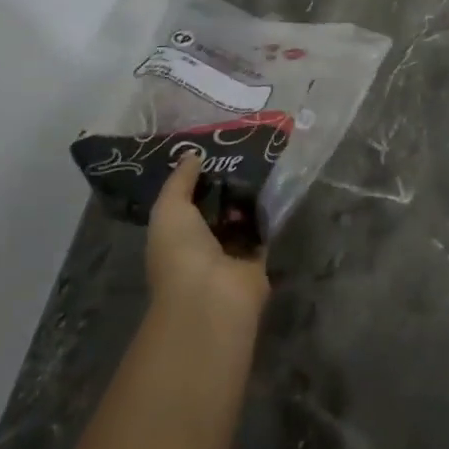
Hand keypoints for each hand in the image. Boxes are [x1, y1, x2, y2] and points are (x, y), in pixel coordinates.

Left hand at [147, 155, 269, 322]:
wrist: (212, 295)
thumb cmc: (181, 252)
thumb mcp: (170, 209)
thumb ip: (180, 181)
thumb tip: (193, 154)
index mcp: (175, 237)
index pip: (186, 204)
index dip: (197, 180)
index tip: (214, 152)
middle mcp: (202, 246)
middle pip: (217, 210)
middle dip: (228, 187)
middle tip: (245, 153)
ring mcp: (231, 255)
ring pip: (242, 219)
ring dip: (250, 198)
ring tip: (264, 162)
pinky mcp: (258, 260)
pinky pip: (264, 231)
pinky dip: (269, 214)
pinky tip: (278, 186)